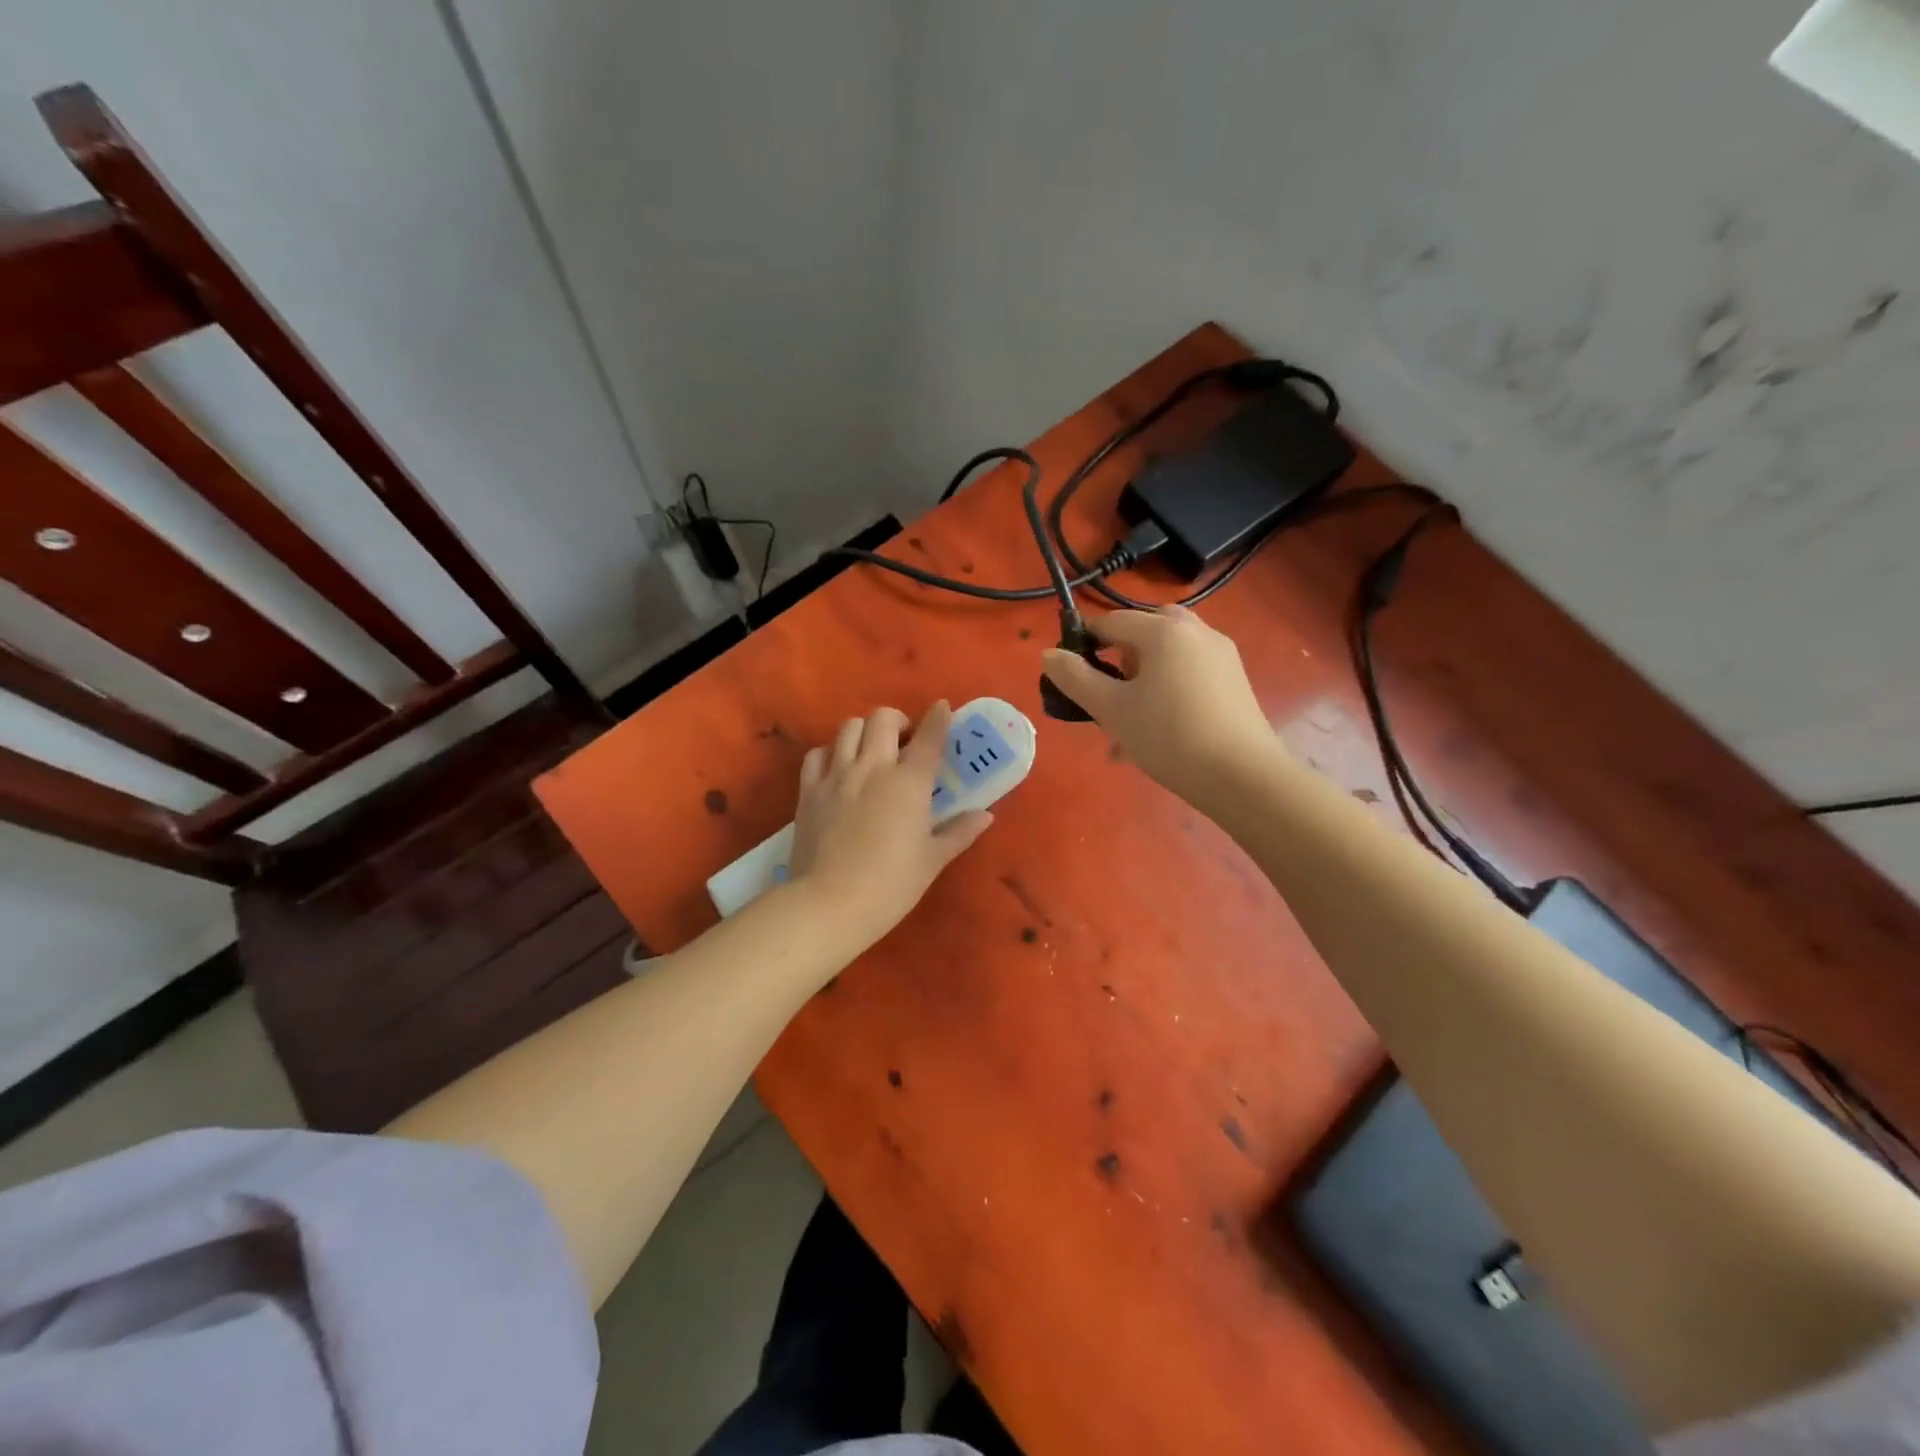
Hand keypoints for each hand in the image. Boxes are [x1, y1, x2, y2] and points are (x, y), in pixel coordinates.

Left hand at [788, 702, 993, 950]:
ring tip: (871, 750)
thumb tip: (985, 815)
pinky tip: (838, 768)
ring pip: (848, 727)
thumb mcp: (932, 860)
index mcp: (909, 783)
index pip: (929, 737)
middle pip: (883, 719)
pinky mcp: (809, 790)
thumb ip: (959, 832)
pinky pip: (817, 754)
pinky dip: (831, 752)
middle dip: (898, 720)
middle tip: (905, 740)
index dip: (938, 717)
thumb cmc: (891, 885)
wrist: (830, 903)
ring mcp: (837, 776)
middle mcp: (873, 768)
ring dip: (864, 731)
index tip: (942, 708)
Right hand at [1041, 606, 1274, 807]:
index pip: (1111, 622)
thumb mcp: (1111, 709)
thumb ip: (1075, 678)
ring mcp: (1220, 656)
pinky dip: (1166, 692)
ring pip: (1167, 658)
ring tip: (1126, 729)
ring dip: (1141, 682)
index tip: (1071, 677)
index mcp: (1163, 630)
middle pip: (1144, 633)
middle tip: (1108, 696)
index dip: (1084, 644)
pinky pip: (1188, 675)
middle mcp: (1195, 632)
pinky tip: (1155, 737)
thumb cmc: (1168, 736)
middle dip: (1119, 660)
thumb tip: (1048, 654)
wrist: (1242, 777)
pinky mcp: (1234, 682)